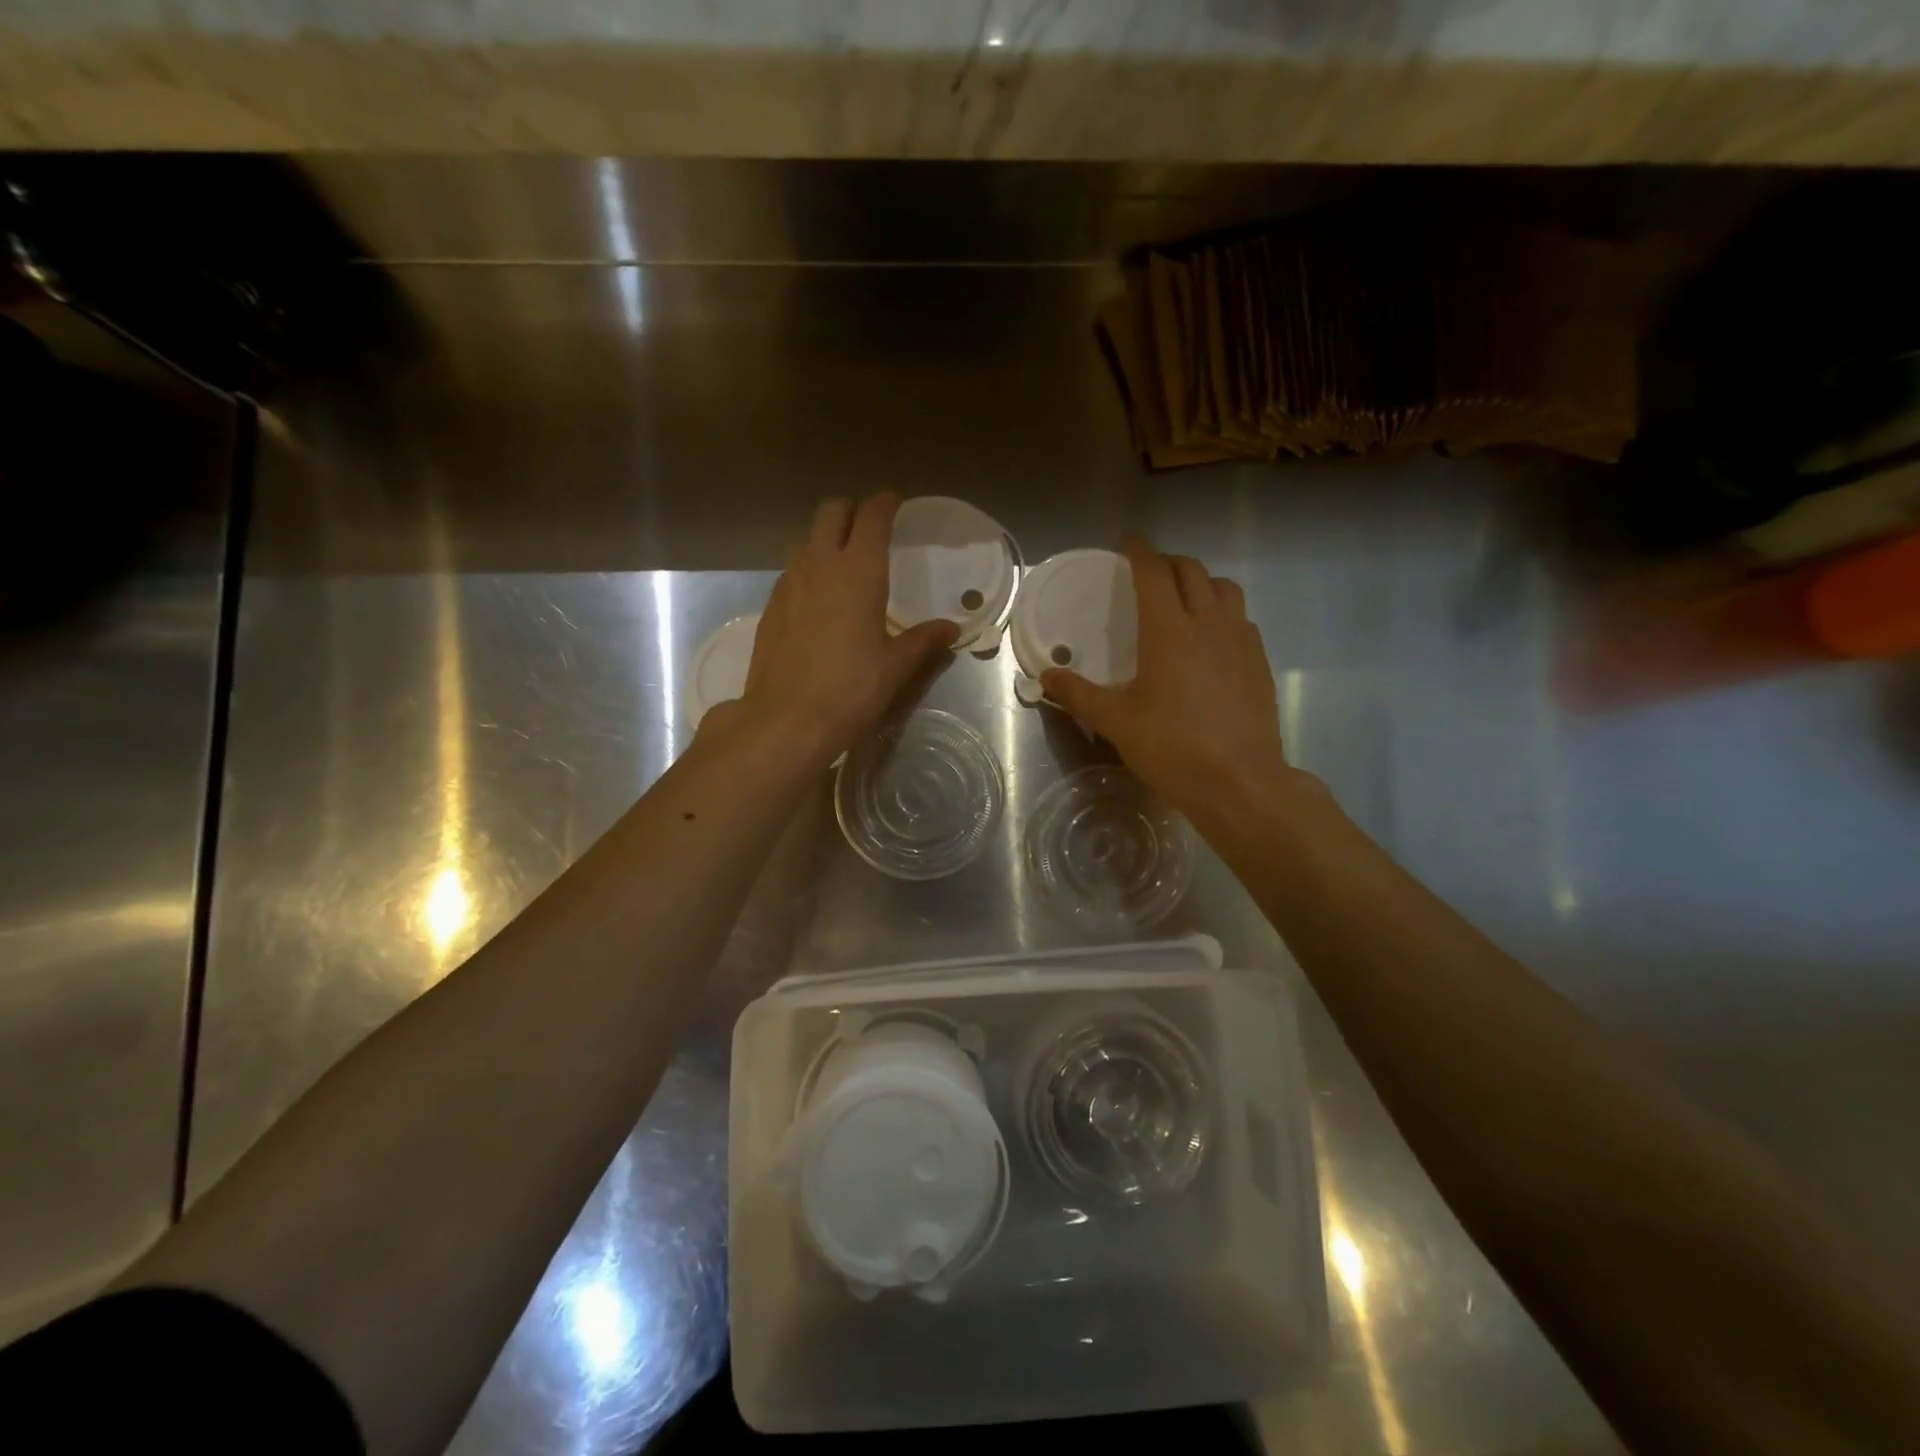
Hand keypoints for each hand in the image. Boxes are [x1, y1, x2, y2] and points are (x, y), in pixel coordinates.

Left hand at [727, 494, 958, 765]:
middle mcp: (820, 564)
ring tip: (845, 563)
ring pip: (807, 539)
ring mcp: (789, 582)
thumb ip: (923, 641)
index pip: (872, 516)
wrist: (786, 719)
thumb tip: (951, 630)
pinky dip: (809, 568)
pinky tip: (819, 599)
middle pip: (832, 512)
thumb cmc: (850, 689)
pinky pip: (792, 569)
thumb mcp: (895, 667)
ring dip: (827, 538)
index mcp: (859, 572)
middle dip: (852, 510)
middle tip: (870, 526)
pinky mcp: (771, 605)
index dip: (885, 503)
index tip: (895, 502)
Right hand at [1041, 534, 1290, 817]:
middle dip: (1168, 562)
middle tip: (1150, 571)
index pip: (1153, 573)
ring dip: (1202, 582)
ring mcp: (1240, 640)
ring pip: (1225, 588)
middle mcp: (1208, 623)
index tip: (1128, 539)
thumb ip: (1078, 695)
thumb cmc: (1172, 747)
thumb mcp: (1116, 722)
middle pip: (1191, 571)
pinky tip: (1213, 638)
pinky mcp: (1259, 661)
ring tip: (1186, 597)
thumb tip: (1045, 676)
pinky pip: (1241, 618)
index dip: (1139, 551)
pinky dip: (1223, 611)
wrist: (1239, 780)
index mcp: (1168, 630)